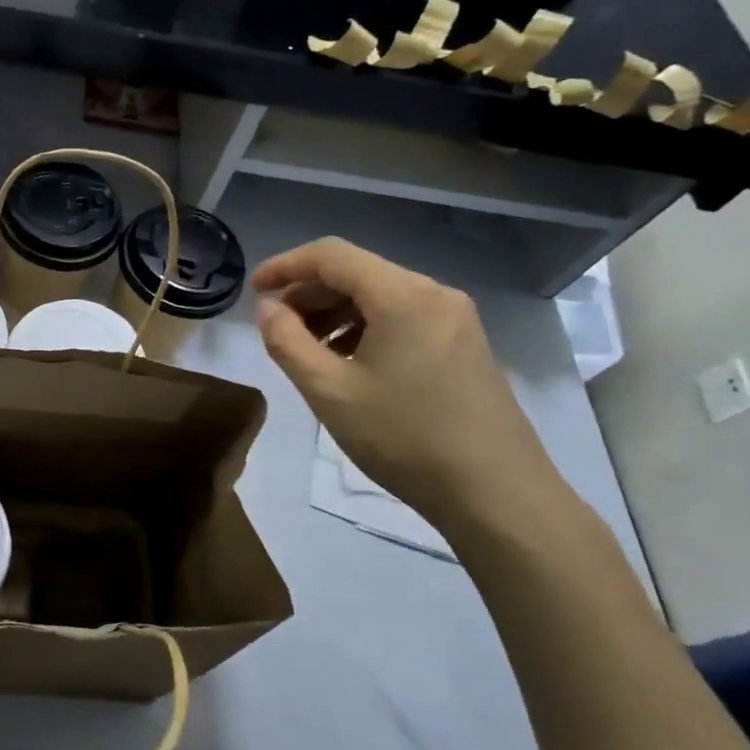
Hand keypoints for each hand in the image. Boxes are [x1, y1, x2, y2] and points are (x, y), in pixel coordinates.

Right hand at [252, 239, 563, 537]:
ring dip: (334, 312)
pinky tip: (348, 363)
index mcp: (402, 295)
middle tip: (275, 327)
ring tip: (306, 350)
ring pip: (379, 296)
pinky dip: (364, 328)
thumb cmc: (405, 437)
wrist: (497, 494)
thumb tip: (268, 308)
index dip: (285, 266)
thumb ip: (287, 341)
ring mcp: (455, 319)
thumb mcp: (329, 391)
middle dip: (308, 293)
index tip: (252, 290)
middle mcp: (433, 293)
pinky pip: (402, 317)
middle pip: (357, 272)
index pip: (331, 255)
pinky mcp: (464, 344)